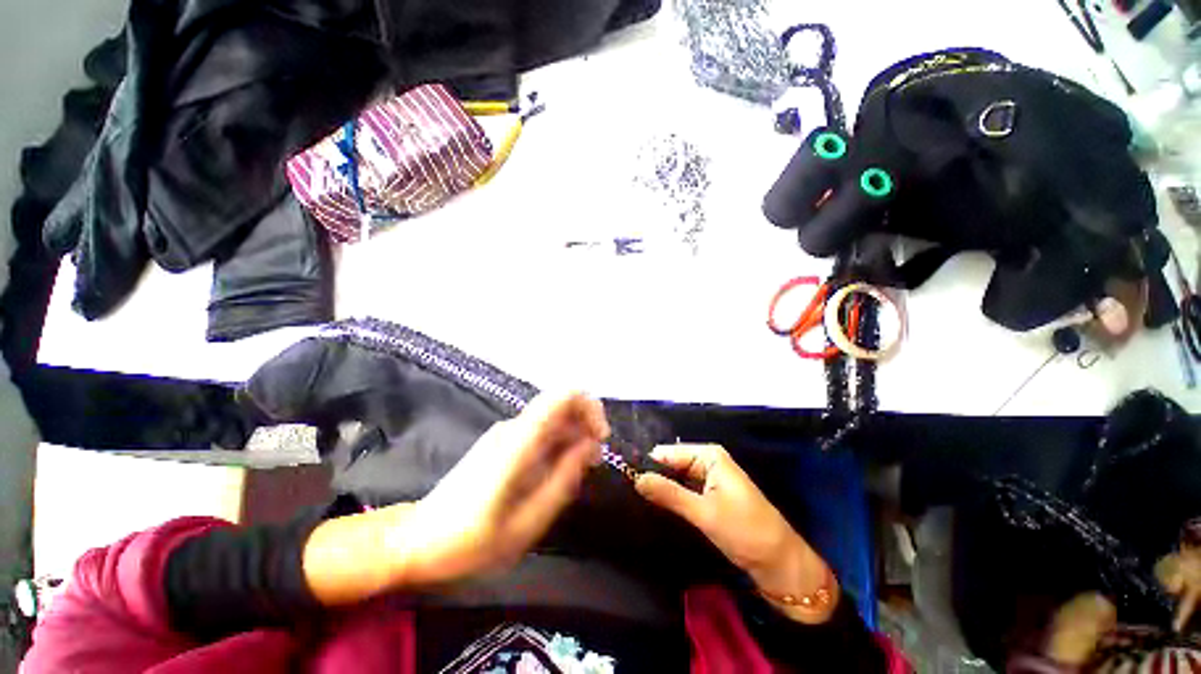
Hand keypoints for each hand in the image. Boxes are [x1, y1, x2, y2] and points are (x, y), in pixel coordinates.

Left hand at [397, 392, 608, 585]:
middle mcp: (513, 427)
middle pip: (560, 403)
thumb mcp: (526, 522)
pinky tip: (558, 471)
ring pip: (552, 417)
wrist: (417, 540)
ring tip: (579, 470)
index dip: (589, 407)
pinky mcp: (502, 443)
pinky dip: (558, 442)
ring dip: (574, 435)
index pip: (562, 396)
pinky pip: (540, 431)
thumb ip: (563, 480)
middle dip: (585, 423)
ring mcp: (505, 433)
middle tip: (593, 460)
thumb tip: (590, 447)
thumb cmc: (471, 541)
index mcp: (519, 441)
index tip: (600, 438)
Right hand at [635, 444, 836, 622]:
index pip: (667, 453)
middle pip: (671, 463)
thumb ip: (668, 493)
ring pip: (675, 478)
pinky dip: (671, 497)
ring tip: (636, 498)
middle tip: (628, 491)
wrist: (779, 563)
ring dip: (661, 488)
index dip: (647, 464)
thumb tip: (635, 478)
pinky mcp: (709, 495)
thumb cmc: (745, 531)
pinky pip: (683, 490)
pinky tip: (655, 505)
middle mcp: (707, 461)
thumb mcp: (703, 512)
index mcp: (708, 455)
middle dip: (653, 477)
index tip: (624, 477)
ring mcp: (708, 478)